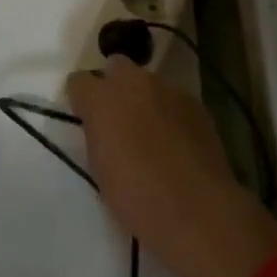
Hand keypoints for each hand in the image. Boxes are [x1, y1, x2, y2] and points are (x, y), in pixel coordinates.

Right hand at [66, 57, 276, 276]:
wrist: (197, 210)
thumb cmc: (136, 196)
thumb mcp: (99, 166)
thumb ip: (97, 133)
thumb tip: (102, 125)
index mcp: (101, 99)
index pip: (78, 81)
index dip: (81, 99)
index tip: (86, 119)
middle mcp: (134, 82)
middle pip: (116, 66)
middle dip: (113, 85)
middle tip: (116, 118)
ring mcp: (169, 90)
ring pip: (148, 82)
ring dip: (143, 98)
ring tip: (150, 131)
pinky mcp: (196, 103)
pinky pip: (173, 99)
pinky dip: (169, 112)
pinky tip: (176, 141)